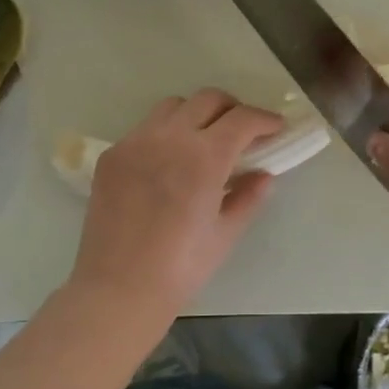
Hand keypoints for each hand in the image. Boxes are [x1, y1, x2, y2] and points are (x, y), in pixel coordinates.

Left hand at [68, 89, 281, 326]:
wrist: (118, 289)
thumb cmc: (181, 268)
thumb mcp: (225, 233)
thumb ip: (248, 197)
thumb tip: (264, 175)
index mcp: (204, 157)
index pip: (242, 119)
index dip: (265, 119)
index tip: (276, 128)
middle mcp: (169, 138)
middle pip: (208, 99)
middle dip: (232, 109)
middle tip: (243, 132)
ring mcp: (135, 143)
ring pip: (172, 107)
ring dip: (196, 115)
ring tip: (203, 142)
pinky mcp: (112, 155)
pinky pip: (144, 129)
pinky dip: (165, 134)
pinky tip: (168, 163)